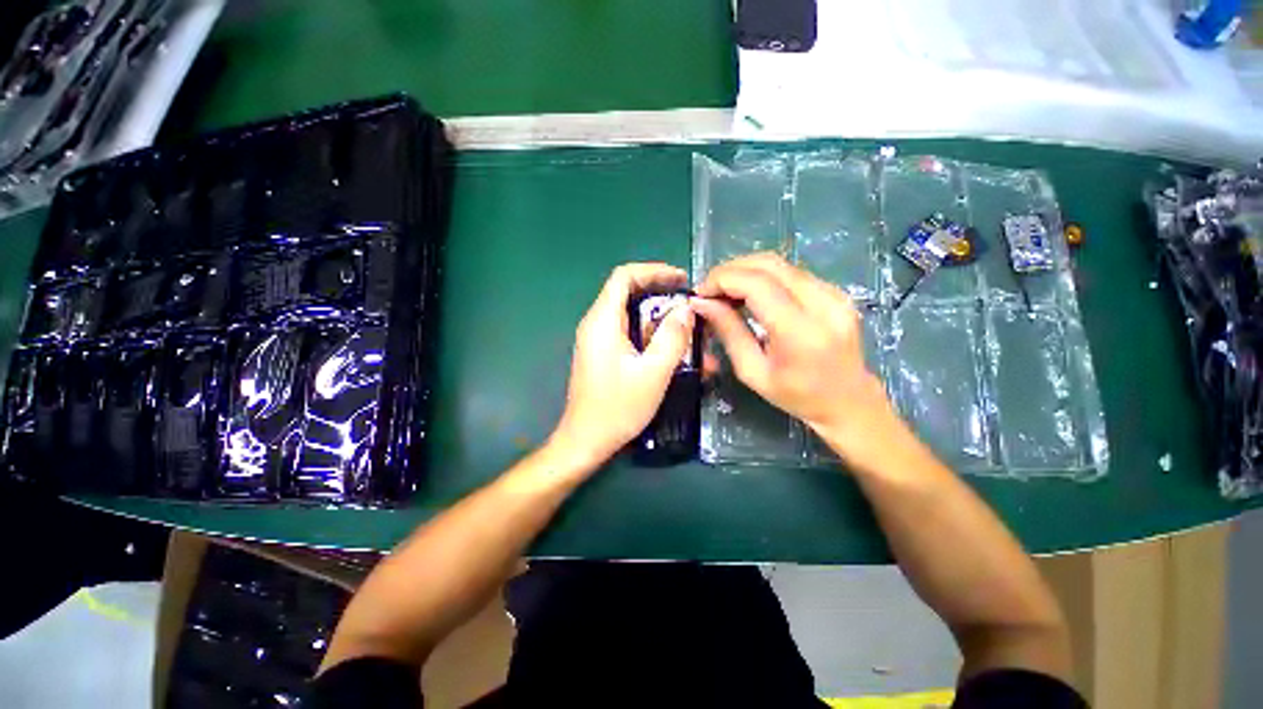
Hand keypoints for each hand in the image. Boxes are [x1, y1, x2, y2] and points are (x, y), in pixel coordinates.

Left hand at [550, 263, 695, 471]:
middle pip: (629, 294)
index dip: (653, 271)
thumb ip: (672, 337)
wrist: (586, 440)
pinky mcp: (604, 355)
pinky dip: (651, 338)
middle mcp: (597, 324)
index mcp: (603, 321)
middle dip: (661, 296)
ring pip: (632, 317)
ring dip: (660, 322)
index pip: (624, 277)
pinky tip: (673, 352)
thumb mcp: (653, 372)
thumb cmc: (618, 408)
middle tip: (689, 305)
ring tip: (689, 333)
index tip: (681, 280)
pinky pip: (630, 335)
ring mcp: (599, 341)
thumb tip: (685, 309)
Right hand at [691, 253, 895, 454]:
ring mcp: (834, 293)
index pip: (757, 284)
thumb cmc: (796, 396)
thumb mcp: (752, 371)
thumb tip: (701, 303)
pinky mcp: (836, 291)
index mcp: (800, 332)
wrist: (849, 401)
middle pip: (768, 264)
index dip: (723, 280)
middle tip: (709, 290)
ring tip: (726, 292)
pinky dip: (764, 277)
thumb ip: (728, 331)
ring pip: (780, 263)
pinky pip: (791, 273)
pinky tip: (750, 294)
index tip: (700, 293)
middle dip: (731, 270)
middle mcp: (823, 303)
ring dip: (746, 272)